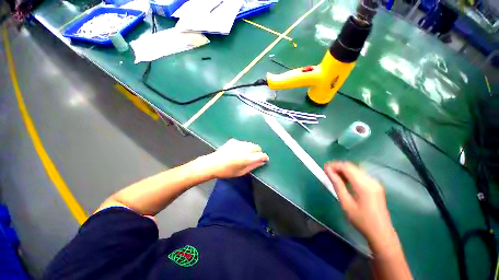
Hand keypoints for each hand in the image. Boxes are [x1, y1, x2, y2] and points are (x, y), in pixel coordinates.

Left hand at [202, 139, 268, 178]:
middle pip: (257, 147)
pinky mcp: (233, 141)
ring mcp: (238, 143)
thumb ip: (253, 166)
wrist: (212, 164)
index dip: (265, 157)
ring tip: (246, 155)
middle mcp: (244, 148)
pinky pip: (243, 143)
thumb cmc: (227, 171)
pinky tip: (238, 151)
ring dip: (251, 149)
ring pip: (250, 144)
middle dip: (258, 152)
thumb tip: (262, 162)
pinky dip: (244, 146)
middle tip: (255, 158)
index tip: (265, 159)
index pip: (261, 155)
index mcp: (246, 158)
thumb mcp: (241, 172)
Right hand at [324, 162, 395, 247]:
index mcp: (364, 185)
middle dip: (338, 167)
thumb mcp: (346, 203)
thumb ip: (337, 185)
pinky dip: (350, 175)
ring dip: (343, 171)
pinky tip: (345, 182)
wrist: (381, 233)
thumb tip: (328, 171)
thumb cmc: (361, 220)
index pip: (347, 167)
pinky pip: (360, 175)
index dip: (334, 165)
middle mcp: (371, 180)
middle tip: (327, 173)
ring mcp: (375, 182)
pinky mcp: (375, 185)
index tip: (324, 169)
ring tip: (334, 178)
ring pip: (355, 170)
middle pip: (351, 167)